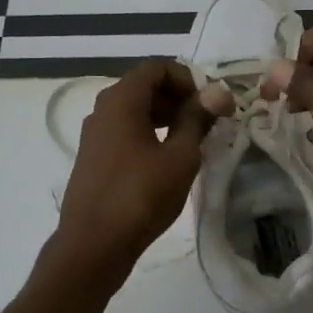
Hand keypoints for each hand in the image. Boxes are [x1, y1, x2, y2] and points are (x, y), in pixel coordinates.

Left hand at [53, 59, 229, 274]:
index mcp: (121, 101)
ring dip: (164, 117)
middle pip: (143, 87)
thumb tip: (218, 91)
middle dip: (177, 97)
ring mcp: (94, 135)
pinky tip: (166, 162)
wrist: (93, 245)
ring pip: (133, 111)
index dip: (187, 78)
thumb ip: (198, 119)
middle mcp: (102, 110)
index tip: (209, 103)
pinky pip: (124, 132)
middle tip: (206, 122)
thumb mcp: (180, 157)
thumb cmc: (140, 196)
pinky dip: (148, 135)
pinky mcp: (93, 159)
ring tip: (191, 142)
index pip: (156, 68)